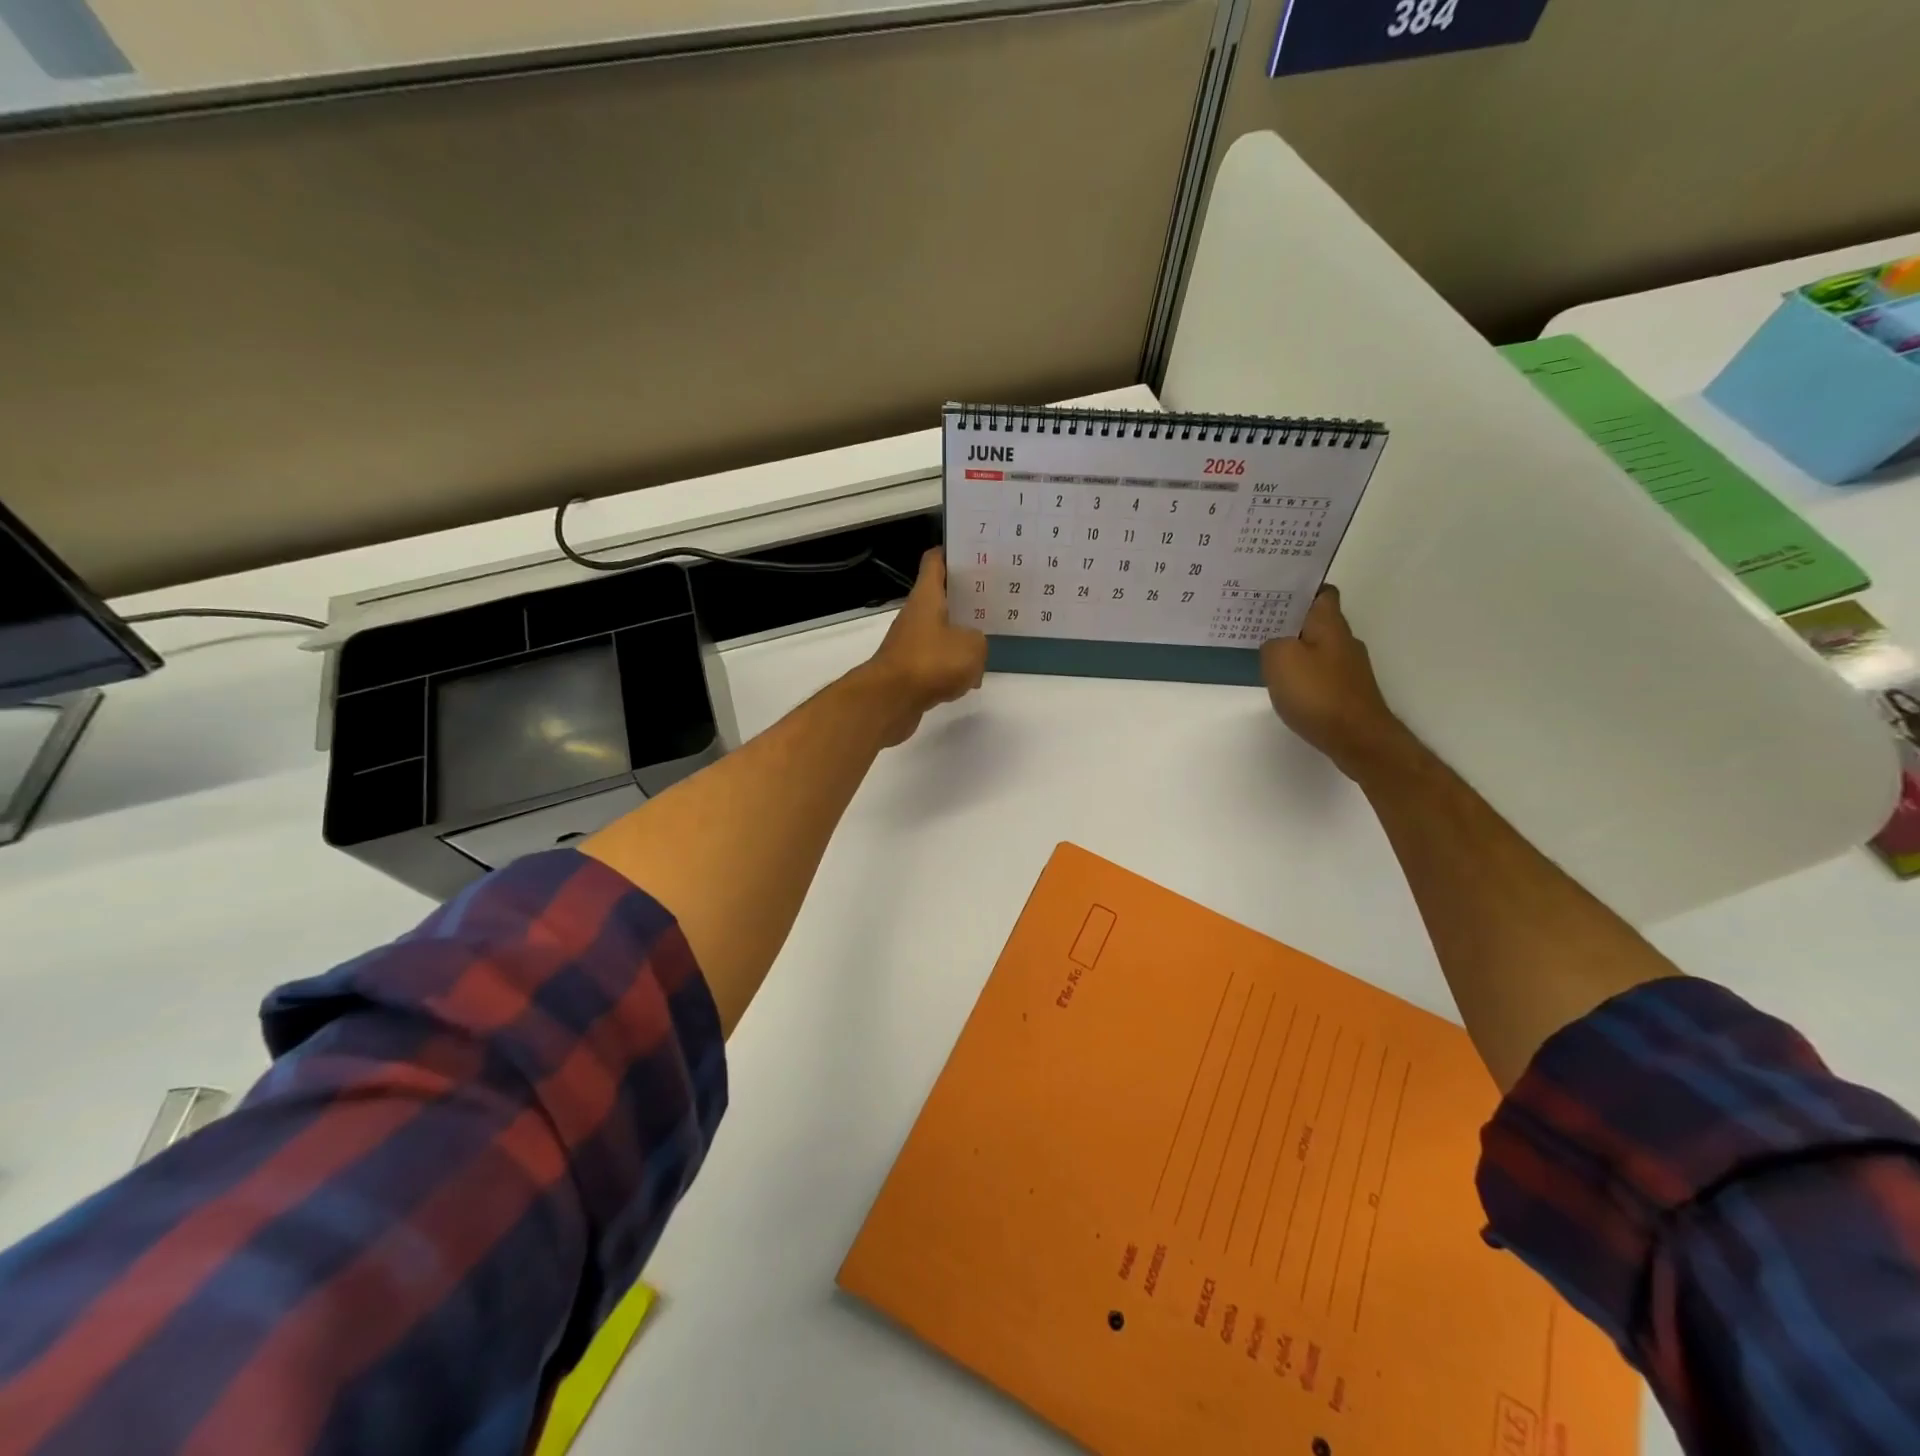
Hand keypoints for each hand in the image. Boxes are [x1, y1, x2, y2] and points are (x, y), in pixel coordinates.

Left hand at [862, 548, 988, 745]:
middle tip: (993, 597)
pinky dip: (951, 667)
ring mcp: (910, 643)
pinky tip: (969, 679)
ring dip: (960, 636)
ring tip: (987, 638)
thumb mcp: (972, 647)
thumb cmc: (931, 662)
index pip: (935, 562)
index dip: (952, 552)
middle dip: (965, 597)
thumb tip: (972, 649)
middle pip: (940, 597)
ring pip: (940, 631)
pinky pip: (936, 661)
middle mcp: (915, 615)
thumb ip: (979, 641)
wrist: (890, 700)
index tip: (973, 551)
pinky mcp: (910, 670)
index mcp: (926, 597)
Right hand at [1260, 586, 1406, 777]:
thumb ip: (1272, 643)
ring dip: (1295, 649)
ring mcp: (1349, 668)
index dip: (1300, 589)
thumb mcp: (1280, 659)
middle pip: (1317, 621)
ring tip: (1267, 656)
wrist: (1357, 738)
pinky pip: (1321, 672)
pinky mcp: (1348, 691)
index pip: (1321, 592)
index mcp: (1330, 624)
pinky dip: (1304, 674)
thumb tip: (1275, 643)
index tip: (1274, 593)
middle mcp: (1344, 640)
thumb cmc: (1317, 693)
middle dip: (1291, 621)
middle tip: (1259, 624)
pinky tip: (1288, 686)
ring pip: (1318, 647)